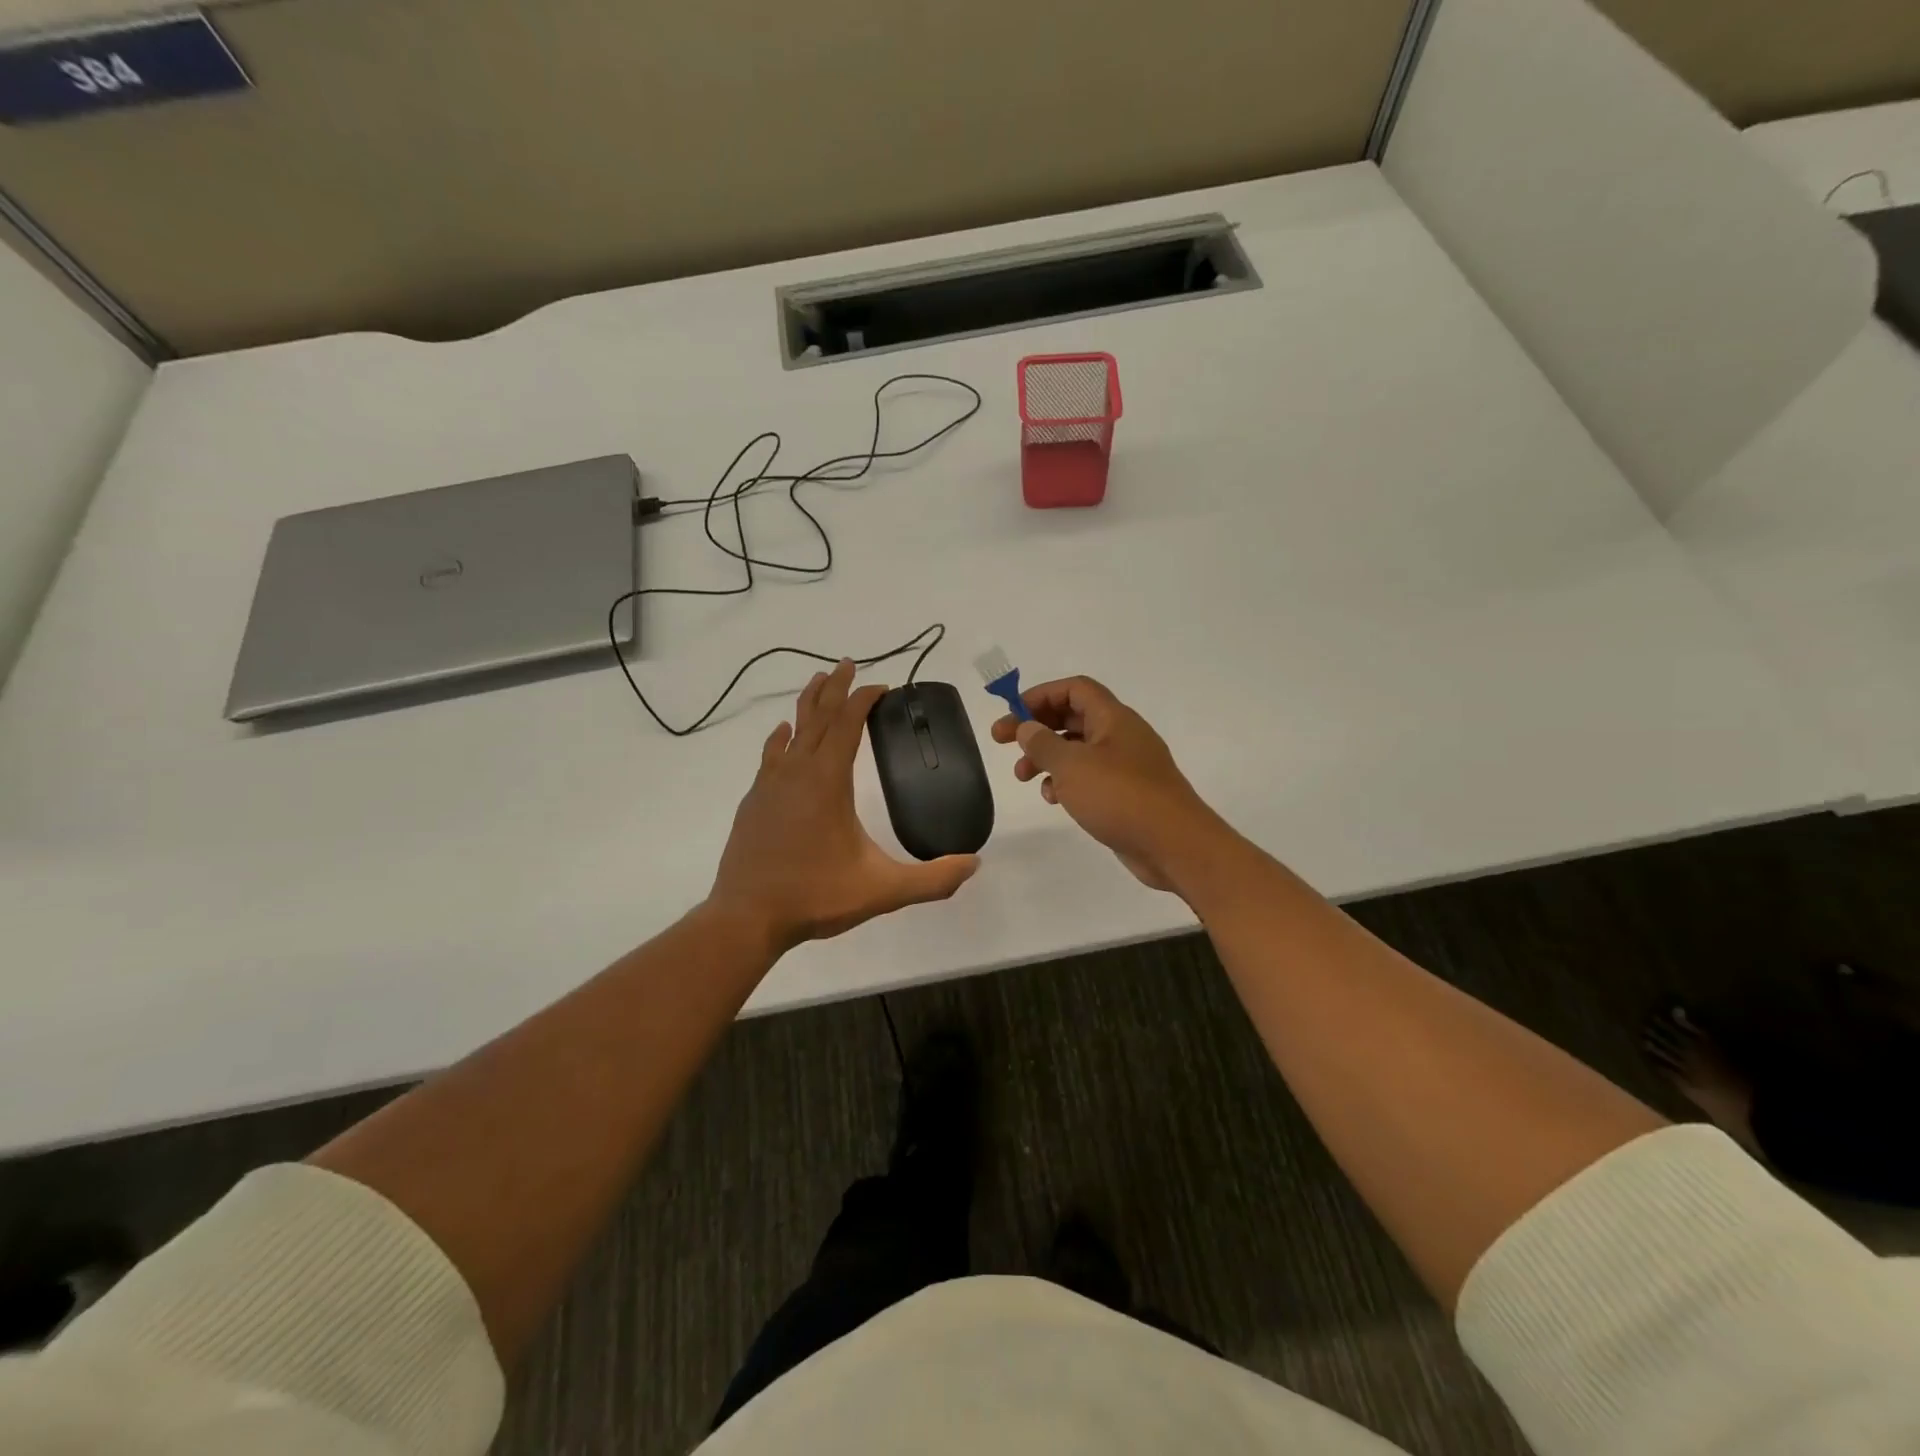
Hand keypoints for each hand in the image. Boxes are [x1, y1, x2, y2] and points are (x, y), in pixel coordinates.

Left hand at [710, 660, 978, 952]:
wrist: (746, 918)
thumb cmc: (815, 896)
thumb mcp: (883, 890)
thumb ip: (932, 879)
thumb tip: (974, 864)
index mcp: (827, 781)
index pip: (847, 723)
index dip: (864, 699)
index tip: (881, 685)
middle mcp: (797, 772)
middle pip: (817, 716)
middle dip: (834, 688)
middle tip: (847, 663)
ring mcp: (769, 785)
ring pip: (791, 731)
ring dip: (807, 705)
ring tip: (817, 683)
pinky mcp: (753, 802)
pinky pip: (771, 755)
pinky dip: (782, 738)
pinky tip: (782, 735)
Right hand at [991, 677, 1228, 891]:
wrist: (1174, 845)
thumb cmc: (1120, 796)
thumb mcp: (1072, 766)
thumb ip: (1043, 743)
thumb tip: (1026, 727)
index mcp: (1113, 718)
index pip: (1074, 689)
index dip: (1040, 695)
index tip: (1012, 714)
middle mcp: (1121, 735)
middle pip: (1072, 718)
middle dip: (1037, 728)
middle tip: (1003, 743)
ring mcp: (1126, 766)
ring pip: (1078, 750)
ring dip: (1047, 758)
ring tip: (1023, 777)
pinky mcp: (1127, 794)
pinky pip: (1090, 777)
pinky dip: (1067, 782)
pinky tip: (1054, 799)